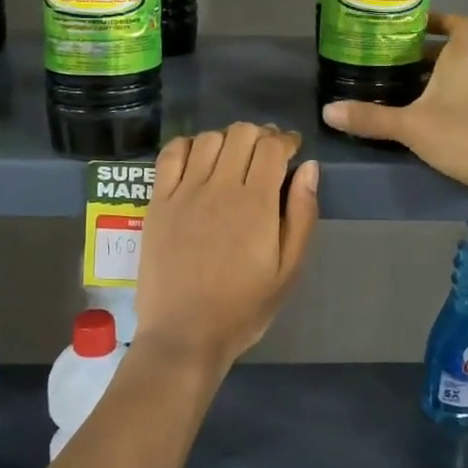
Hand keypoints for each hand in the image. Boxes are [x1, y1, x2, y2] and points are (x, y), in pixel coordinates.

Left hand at [133, 123, 320, 373]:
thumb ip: (302, 215)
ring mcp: (184, 192)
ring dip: (227, 139)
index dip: (286, 140)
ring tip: (233, 158)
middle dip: (260, 136)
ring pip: (208, 138)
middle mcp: (220, 187)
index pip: (273, 147)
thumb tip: (310, 168)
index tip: (292, 149)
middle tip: (266, 154)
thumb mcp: (288, 270)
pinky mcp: (158, 201)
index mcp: (257, 203)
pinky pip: (171, 154)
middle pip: (241, 134)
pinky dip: (188, 145)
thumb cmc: (243, 308)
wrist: (184, 334)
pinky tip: (198, 159)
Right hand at [320, 13, 467, 209]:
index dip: (442, 19)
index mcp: (464, 59)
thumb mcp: (411, 126)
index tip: (416, 26)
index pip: (462, 23)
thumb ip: (370, 119)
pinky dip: (447, 106)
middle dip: (426, 56)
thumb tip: (328, 110)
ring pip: (461, 80)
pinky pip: (467, 104)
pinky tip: (425, 125)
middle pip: (456, 53)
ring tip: (402, 93)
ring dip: (436, 83)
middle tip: (393, 63)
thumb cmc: (465, 135)